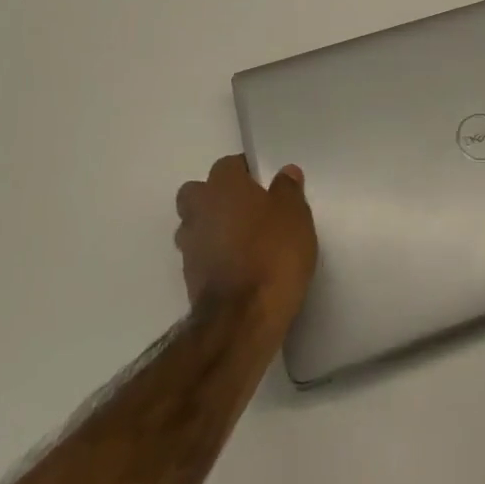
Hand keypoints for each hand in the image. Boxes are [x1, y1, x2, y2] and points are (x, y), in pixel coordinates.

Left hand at [175, 155, 317, 332]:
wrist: (243, 318)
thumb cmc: (273, 253)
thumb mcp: (295, 215)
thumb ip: (288, 190)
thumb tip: (285, 173)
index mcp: (223, 187)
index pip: (227, 165)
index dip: (245, 171)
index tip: (264, 183)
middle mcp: (199, 210)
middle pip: (197, 193)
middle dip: (215, 196)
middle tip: (246, 208)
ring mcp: (190, 247)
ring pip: (194, 225)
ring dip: (211, 228)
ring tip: (242, 240)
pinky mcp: (189, 279)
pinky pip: (200, 255)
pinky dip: (213, 256)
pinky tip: (238, 266)